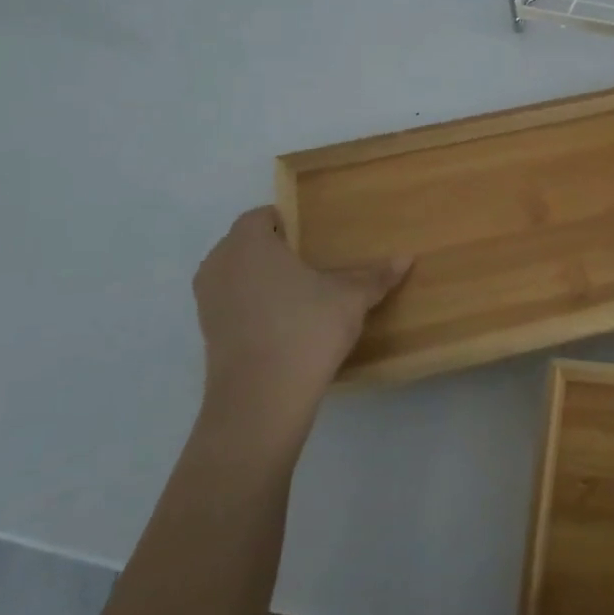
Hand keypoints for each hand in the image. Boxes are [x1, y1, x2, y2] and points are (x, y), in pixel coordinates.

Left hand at [191, 207, 408, 450]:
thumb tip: (406, 257)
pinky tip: (284, 324)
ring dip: (261, 279)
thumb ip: (375, 276)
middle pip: (246, 244)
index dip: (289, 222)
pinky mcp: (207, 332)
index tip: (316, 239)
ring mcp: (207, 299)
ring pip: (236, 275)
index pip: (263, 216)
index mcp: (249, 242)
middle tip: (313, 265)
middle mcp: (220, 263)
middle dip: (275, 250)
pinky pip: (232, 304)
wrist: (261, 398)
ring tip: (300, 295)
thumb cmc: (306, 329)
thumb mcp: (350, 299)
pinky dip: (252, 306)